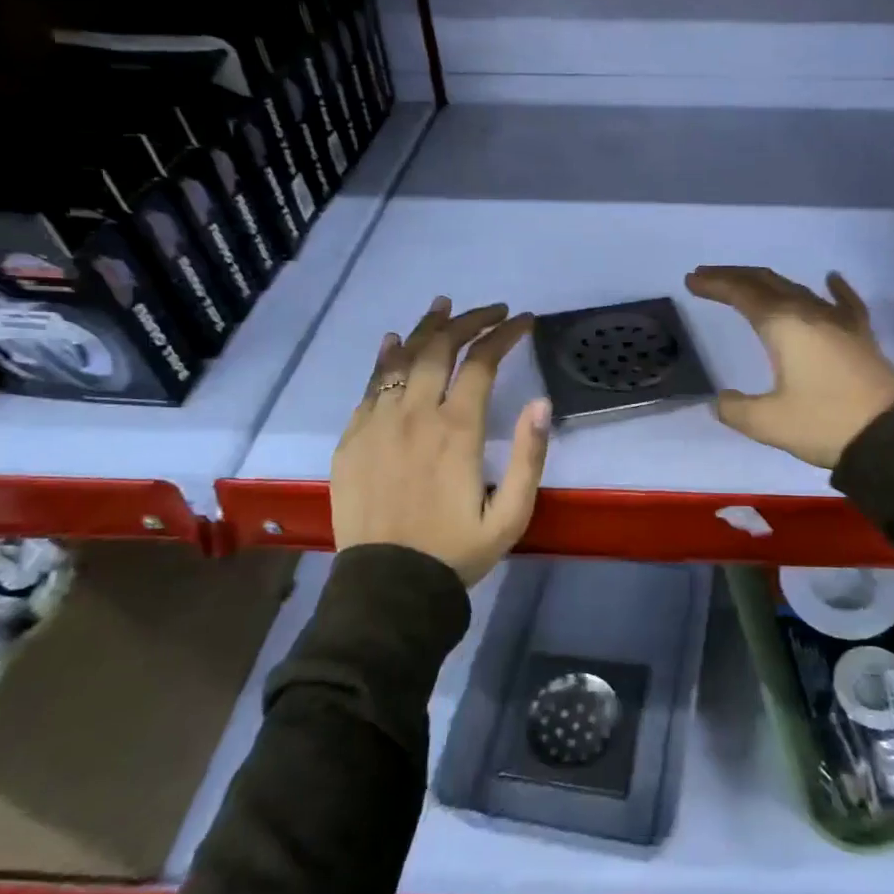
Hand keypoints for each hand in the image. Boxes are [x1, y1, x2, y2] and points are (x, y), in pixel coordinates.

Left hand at [330, 297, 551, 585]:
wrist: (388, 588)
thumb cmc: (456, 550)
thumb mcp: (511, 514)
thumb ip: (529, 457)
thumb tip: (542, 403)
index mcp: (456, 430)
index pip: (482, 361)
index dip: (505, 334)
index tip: (524, 321)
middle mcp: (414, 414)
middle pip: (440, 347)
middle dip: (469, 320)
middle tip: (491, 311)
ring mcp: (377, 423)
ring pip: (402, 358)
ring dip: (426, 327)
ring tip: (444, 305)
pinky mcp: (352, 438)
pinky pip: (369, 385)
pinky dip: (385, 357)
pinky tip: (394, 341)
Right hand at [683, 267, 893, 468]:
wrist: (893, 432)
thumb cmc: (826, 422)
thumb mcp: (769, 423)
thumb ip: (736, 409)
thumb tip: (720, 401)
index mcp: (783, 326)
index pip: (742, 294)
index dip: (715, 284)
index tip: (692, 280)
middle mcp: (809, 313)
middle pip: (767, 283)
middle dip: (735, 277)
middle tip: (709, 276)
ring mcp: (839, 321)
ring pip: (798, 289)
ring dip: (769, 283)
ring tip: (749, 284)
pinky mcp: (860, 335)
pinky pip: (843, 302)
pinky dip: (832, 288)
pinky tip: (831, 278)